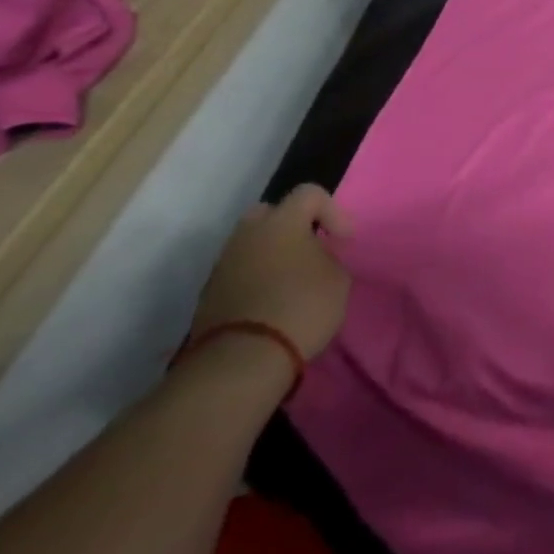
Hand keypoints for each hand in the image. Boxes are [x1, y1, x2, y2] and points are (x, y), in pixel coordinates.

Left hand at [189, 184, 353, 358]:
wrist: (243, 359)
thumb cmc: (302, 307)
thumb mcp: (338, 278)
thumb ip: (328, 257)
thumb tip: (315, 257)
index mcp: (281, 222)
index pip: (309, 193)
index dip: (333, 211)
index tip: (343, 240)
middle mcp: (247, 235)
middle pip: (269, 213)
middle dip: (291, 226)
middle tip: (309, 249)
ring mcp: (223, 265)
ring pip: (251, 244)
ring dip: (271, 254)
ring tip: (291, 280)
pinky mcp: (209, 294)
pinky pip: (239, 271)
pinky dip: (256, 277)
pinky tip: (271, 300)